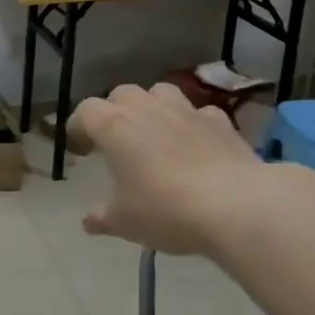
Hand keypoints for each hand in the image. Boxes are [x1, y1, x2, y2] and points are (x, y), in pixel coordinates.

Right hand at [72, 82, 301, 259]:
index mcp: (114, 127)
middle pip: (122, 94)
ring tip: (154, 132)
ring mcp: (186, 111)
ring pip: (161, 92)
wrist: (236, 206)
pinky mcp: (220, 121)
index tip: (80, 146)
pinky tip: (195, 143)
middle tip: (116, 140)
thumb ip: (102, 218)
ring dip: (152, 106)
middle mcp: (147, 109)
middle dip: (115, 111)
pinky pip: (199, 112)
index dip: (79, 125)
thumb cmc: (166, 211)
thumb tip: (89, 222)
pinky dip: (192, 122)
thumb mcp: (125, 222)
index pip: (86, 111)